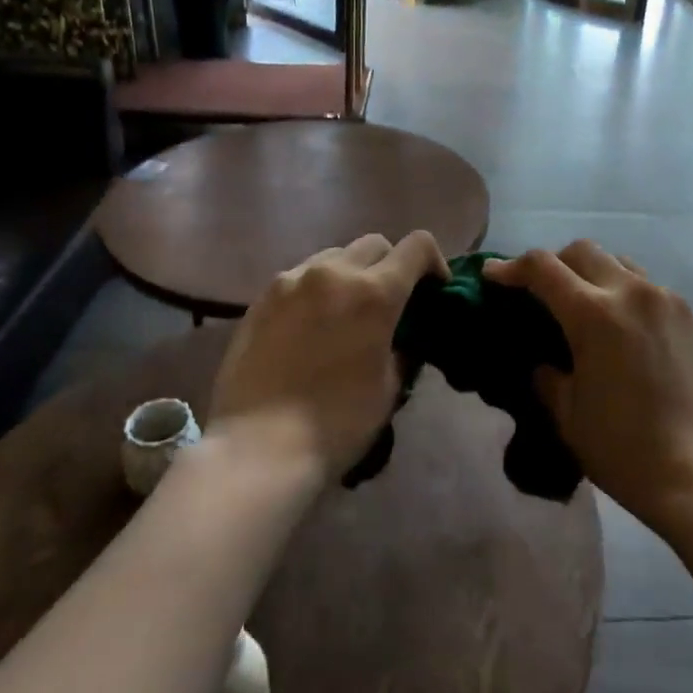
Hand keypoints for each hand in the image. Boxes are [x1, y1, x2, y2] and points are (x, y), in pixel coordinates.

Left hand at [210, 231, 448, 481]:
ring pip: (335, 255)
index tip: (433, 290)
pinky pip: (301, 276)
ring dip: (351, 273)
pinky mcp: (262, 296)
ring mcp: (293, 280)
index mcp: (375, 292)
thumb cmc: (337, 423)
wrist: (258, 448)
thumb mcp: (389, 387)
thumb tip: (402, 335)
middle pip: (375, 244)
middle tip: (389, 303)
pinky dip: (317, 288)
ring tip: (345, 312)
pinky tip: (309, 325)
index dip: (434, 261)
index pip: (418, 245)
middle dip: (391, 265)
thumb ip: (402, 347)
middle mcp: (335, 272)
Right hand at [485, 241, 692, 530]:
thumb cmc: (624, 450)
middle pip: (581, 251)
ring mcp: (664, 299)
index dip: (511, 267)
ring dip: (589, 272)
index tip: (491, 275)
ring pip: (616, 261)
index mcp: (594, 313)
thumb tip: (543, 361)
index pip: (542, 267)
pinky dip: (620, 288)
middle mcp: (630, 291)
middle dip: (551, 263)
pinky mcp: (687, 315)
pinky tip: (617, 323)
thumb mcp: (567, 414)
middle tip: (536, 291)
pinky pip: (644, 283)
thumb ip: (547, 376)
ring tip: (579, 303)